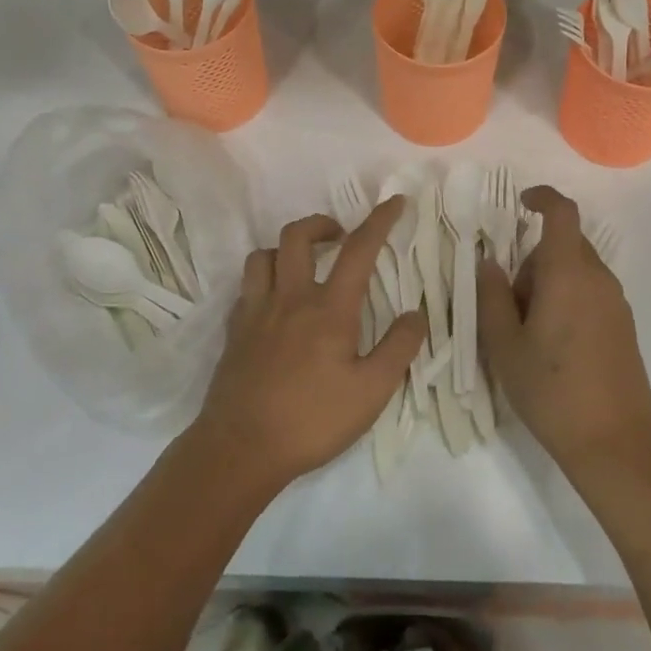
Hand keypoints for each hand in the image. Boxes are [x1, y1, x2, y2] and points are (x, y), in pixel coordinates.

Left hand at [193, 199, 426, 488]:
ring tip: (303, 267)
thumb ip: (398, 349)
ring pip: (263, 255)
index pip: (358, 250)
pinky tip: (274, 305)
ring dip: (286, 250)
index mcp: (328, 309)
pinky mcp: (234, 331)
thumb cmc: (312, 420)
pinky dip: (264, 283)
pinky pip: (246, 288)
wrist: (240, 449)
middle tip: (340, 237)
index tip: (394, 201)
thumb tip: (416, 314)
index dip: (379, 220)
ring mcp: (256, 312)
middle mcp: (289, 298)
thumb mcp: (371, 393)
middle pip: (297, 236)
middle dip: (322, 223)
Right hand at [478, 186, 650, 475]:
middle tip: (510, 304)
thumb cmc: (552, 391)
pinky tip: (555, 346)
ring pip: (576, 269)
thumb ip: (492, 297)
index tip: (519, 204)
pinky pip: (590, 291)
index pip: (562, 212)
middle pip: (563, 244)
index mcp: (568, 273)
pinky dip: (568, 298)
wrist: (616, 444)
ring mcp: (616, 302)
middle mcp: (597, 278)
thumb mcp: (505, 346)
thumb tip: (489, 263)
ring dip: (549, 282)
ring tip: (530, 332)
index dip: (542, 198)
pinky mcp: (624, 325)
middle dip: (532, 260)